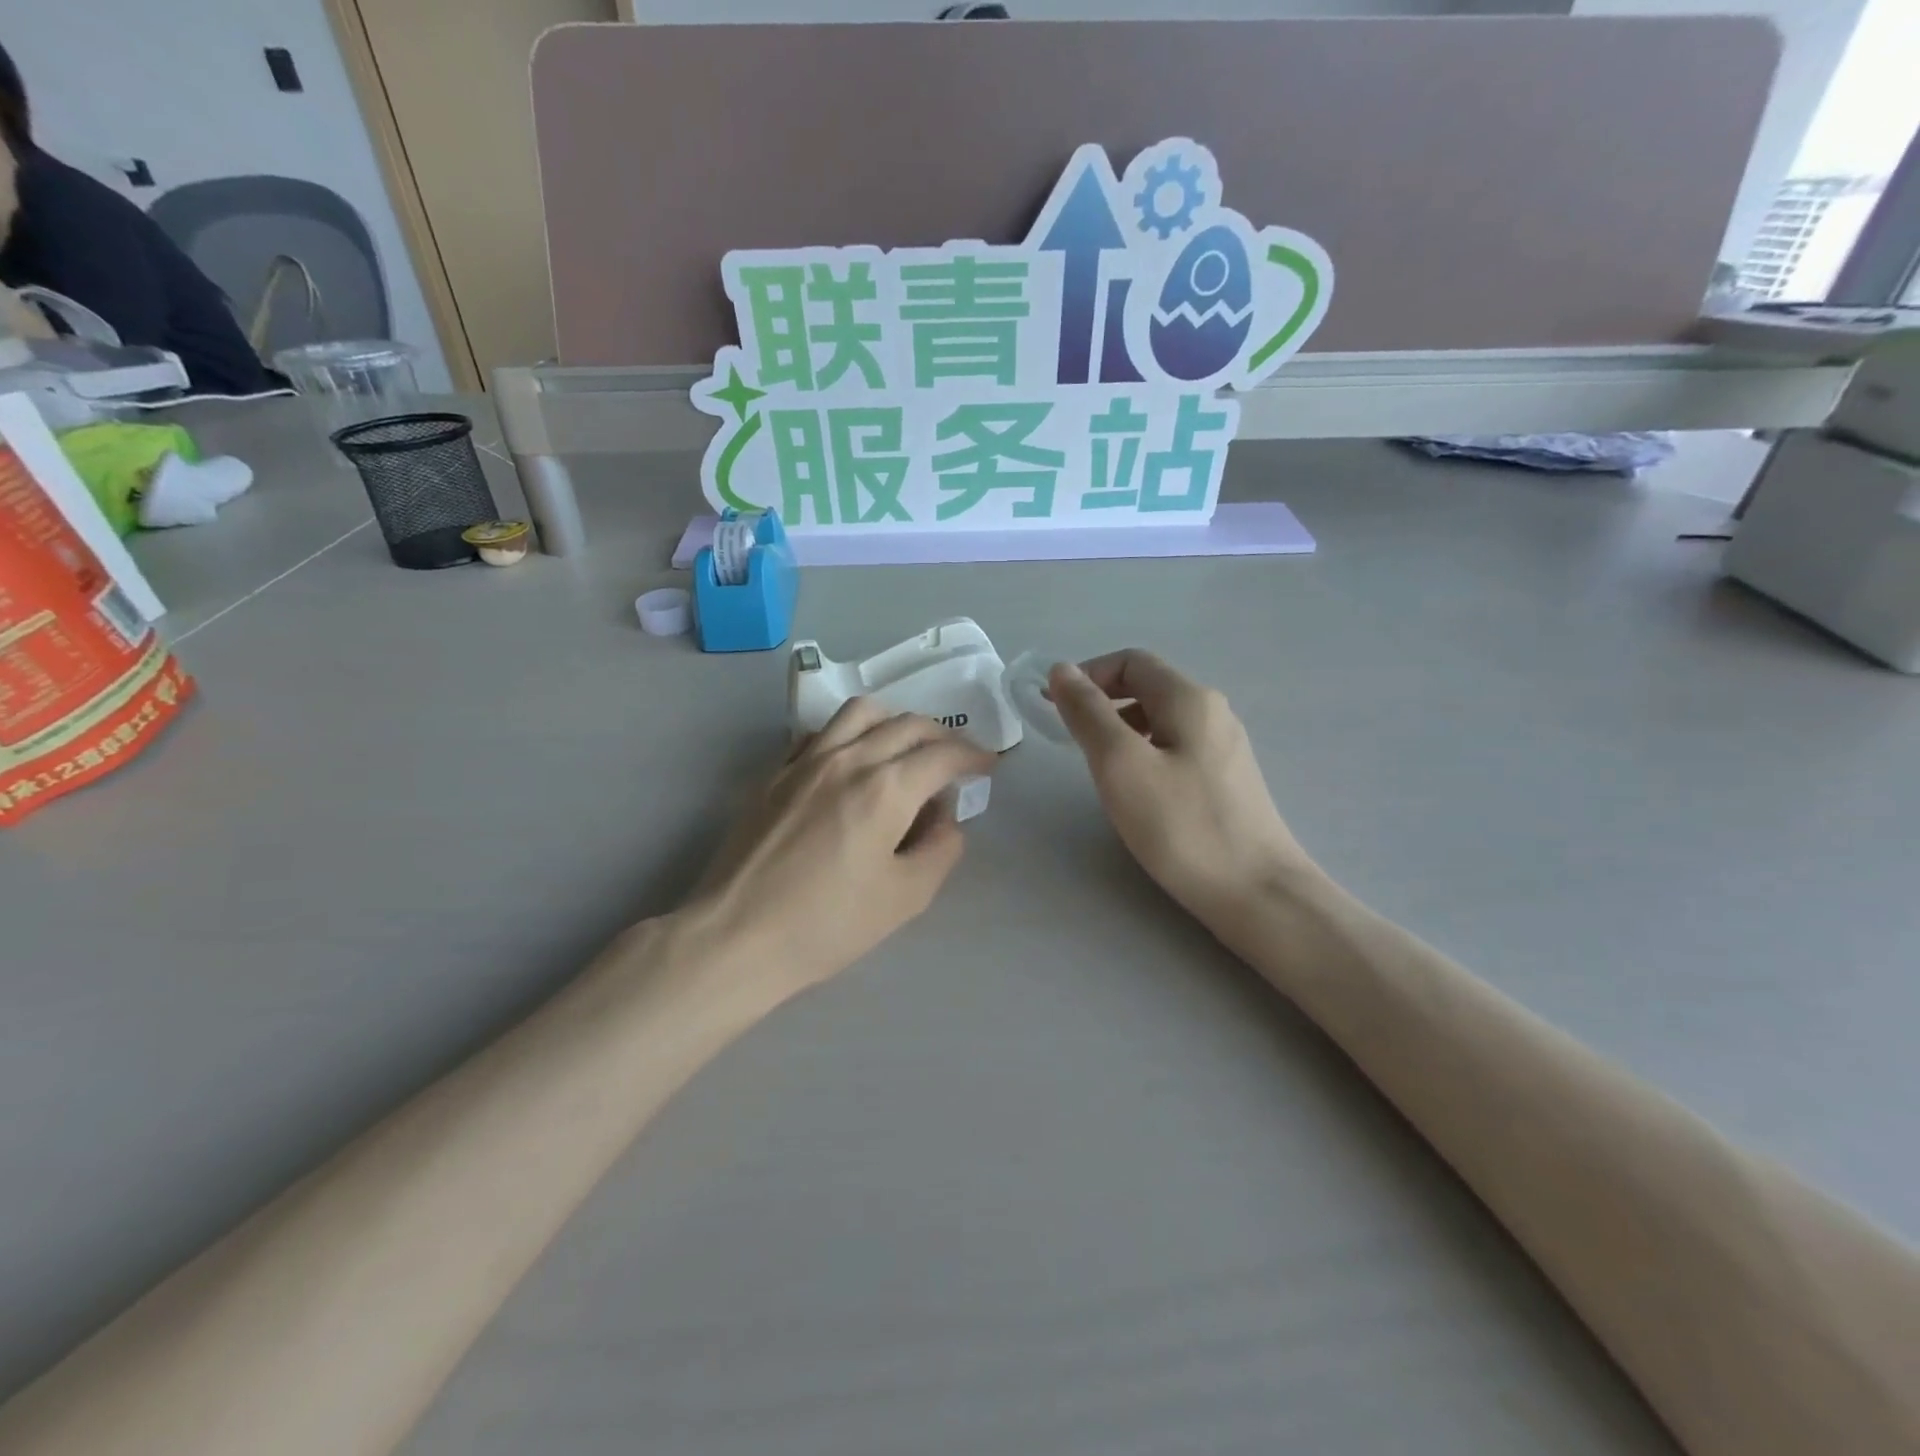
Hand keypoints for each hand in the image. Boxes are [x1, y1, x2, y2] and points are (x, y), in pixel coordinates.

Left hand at [679, 698, 992, 1003]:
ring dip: (895, 721)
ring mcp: (806, 760)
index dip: (974, 756)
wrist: (737, 935)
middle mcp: (848, 758)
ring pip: (861, 712)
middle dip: (942, 736)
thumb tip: (945, 818)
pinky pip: (822, 731)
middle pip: (907, 724)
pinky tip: (853, 759)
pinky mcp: (776, 772)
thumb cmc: (827, 924)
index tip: (988, 765)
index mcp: (886, 787)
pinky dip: (851, 732)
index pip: (943, 754)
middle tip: (956, 759)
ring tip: (906, 748)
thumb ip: (941, 849)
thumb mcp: (906, 897)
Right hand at [1048, 651, 1313, 925]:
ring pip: (1160, 719)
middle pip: (1147, 687)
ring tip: (1099, 767)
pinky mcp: (1227, 779)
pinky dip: (1144, 753)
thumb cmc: (1182, 826)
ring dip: (1120, 729)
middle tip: (1071, 740)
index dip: (1087, 675)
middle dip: (1102, 703)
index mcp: (1189, 698)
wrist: (1257, 893)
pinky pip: (1175, 747)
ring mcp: (1225, 746)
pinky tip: (1136, 790)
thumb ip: (1088, 713)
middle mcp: (1212, 712)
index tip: (1054, 708)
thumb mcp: (1121, 764)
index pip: (1130, 661)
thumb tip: (1062, 670)